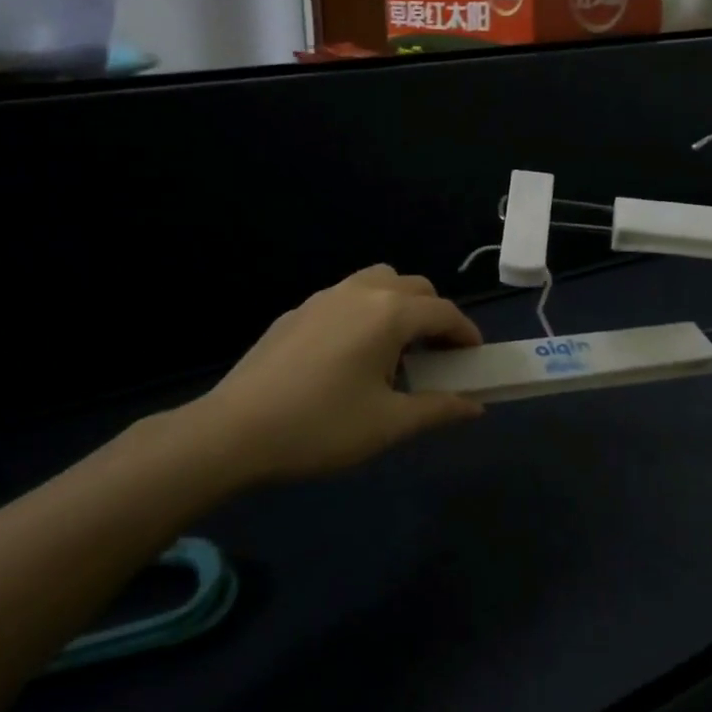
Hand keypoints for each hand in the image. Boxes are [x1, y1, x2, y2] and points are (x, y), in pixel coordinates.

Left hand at [197, 265, 484, 479]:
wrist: (235, 430)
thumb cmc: (322, 427)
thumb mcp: (388, 424)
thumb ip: (438, 408)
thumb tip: (475, 405)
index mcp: (389, 314)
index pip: (443, 313)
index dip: (466, 333)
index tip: (475, 358)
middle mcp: (360, 292)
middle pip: (414, 288)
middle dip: (436, 315)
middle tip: (439, 354)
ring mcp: (324, 297)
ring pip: (378, 281)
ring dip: (400, 304)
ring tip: (397, 347)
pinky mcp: (298, 311)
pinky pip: (347, 297)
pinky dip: (367, 311)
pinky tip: (352, 354)